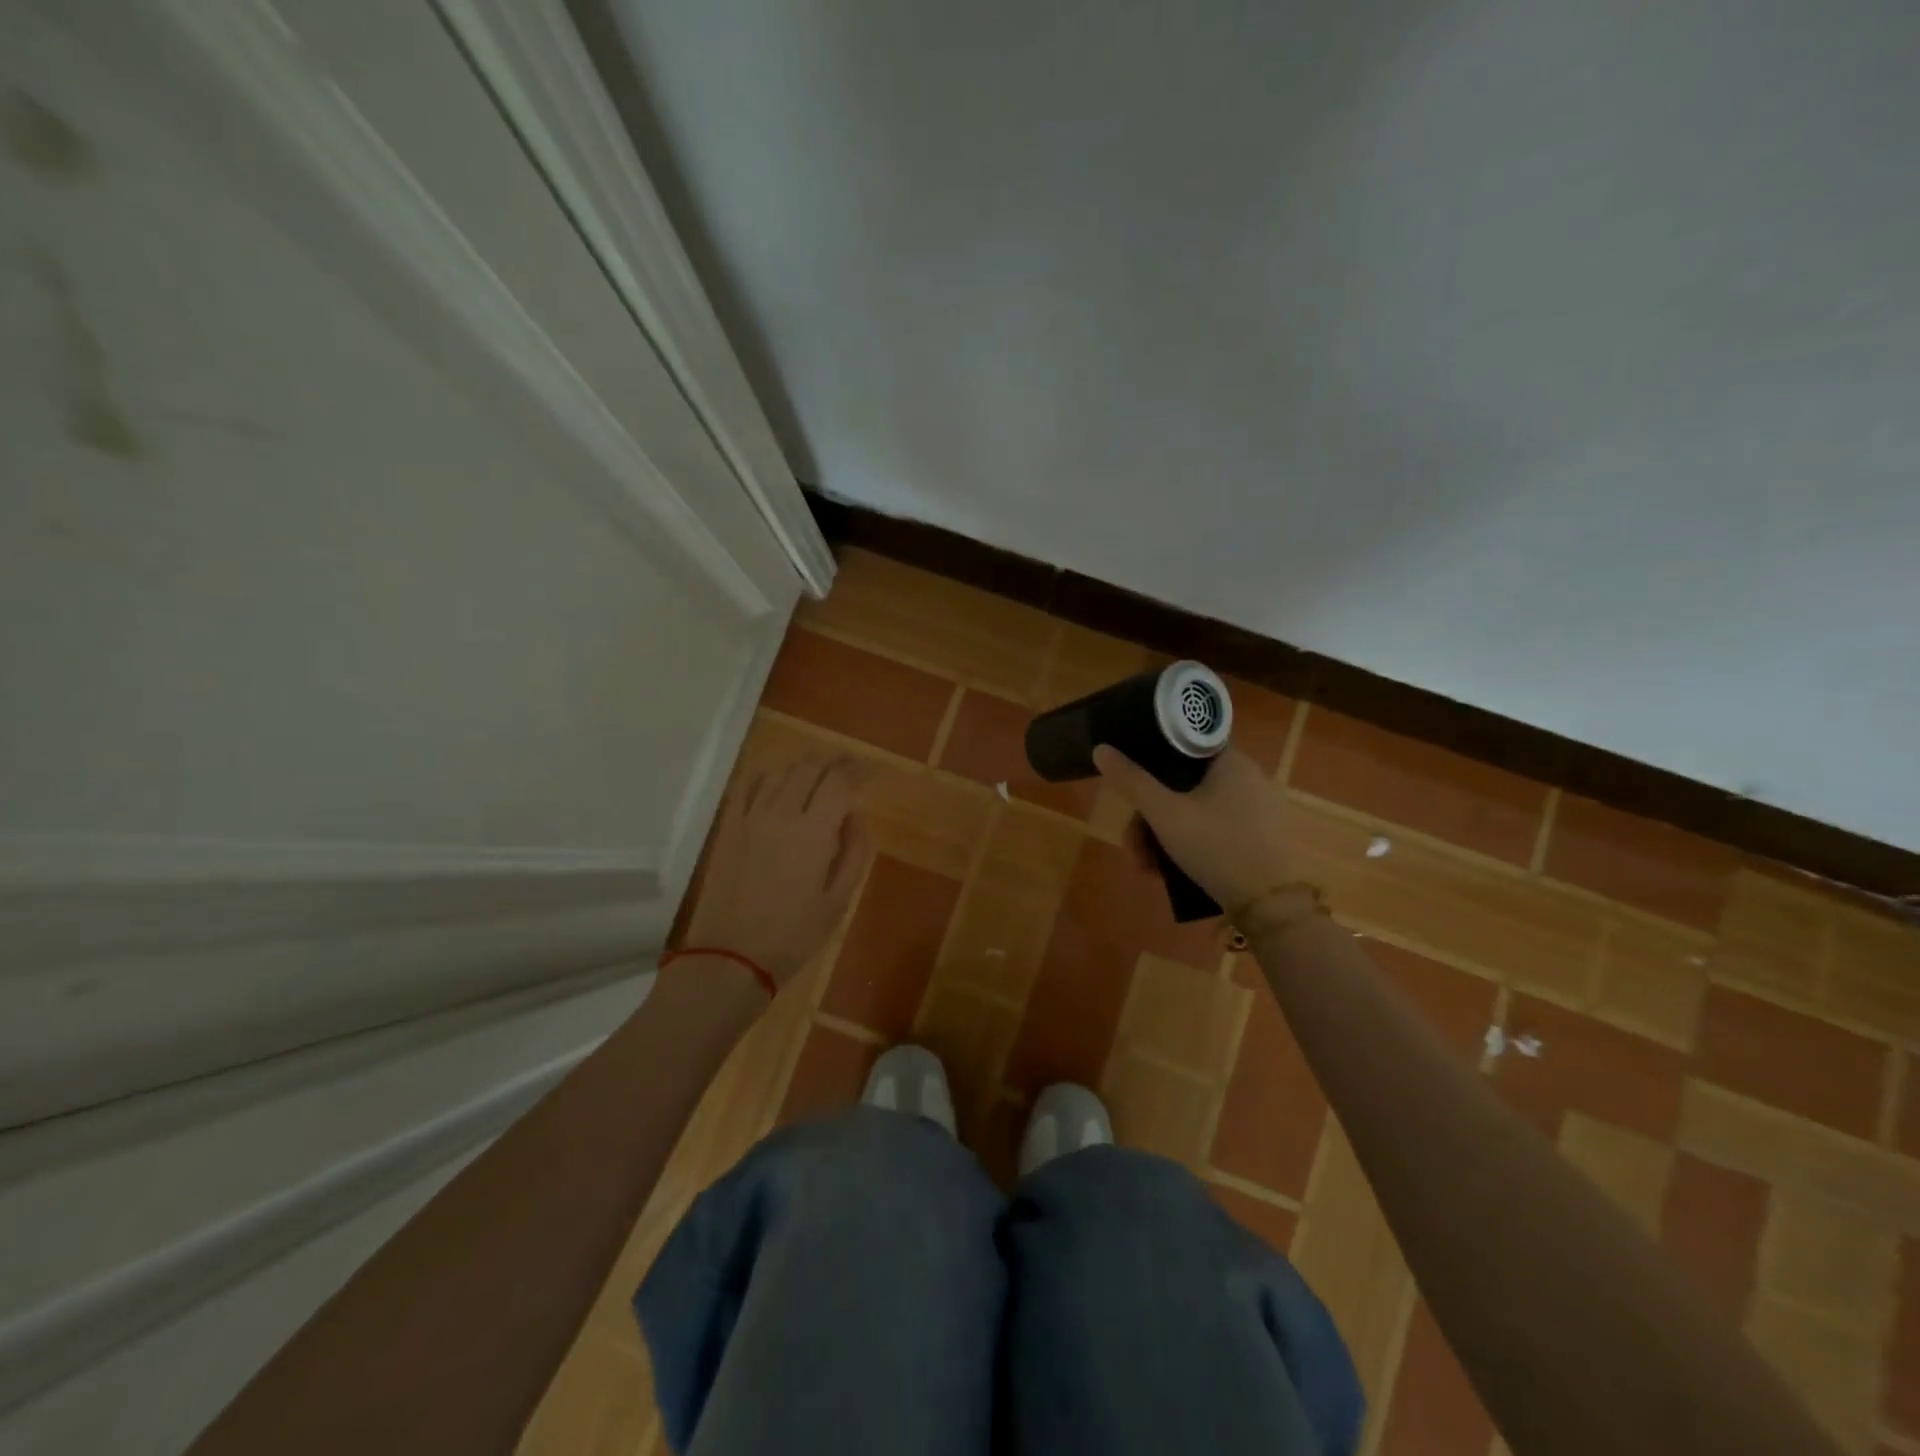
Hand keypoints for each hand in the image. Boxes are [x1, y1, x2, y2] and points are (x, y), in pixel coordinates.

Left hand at [682, 755, 872, 987]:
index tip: (868, 774)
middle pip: (809, 767)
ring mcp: (749, 817)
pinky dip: (766, 778)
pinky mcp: (727, 827)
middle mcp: (781, 813)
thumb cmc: (794, 935)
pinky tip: (775, 787)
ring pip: (779, 772)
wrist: (730, 958)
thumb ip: (854, 851)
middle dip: (832, 762)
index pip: (839, 781)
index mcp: (814, 832)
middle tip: (847, 770)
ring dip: (802, 769)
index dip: (857, 770)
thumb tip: (855, 815)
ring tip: (815, 779)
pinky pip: (746, 786)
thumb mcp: (839, 900)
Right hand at [1093, 745, 1296, 918]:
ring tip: (1146, 868)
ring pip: (1195, 812)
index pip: (1185, 743)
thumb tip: (1101, 748)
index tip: (1133, 785)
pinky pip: (1215, 830)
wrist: (1271, 906)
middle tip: (1133, 847)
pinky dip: (1189, 845)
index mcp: (1231, 761)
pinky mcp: (1261, 839)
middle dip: (1149, 817)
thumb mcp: (1165, 814)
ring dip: (1163, 837)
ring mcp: (1258, 811)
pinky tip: (1170, 872)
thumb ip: (1132, 781)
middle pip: (1183, 785)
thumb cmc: (1216, 846)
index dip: (1152, 759)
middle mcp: (1249, 778)